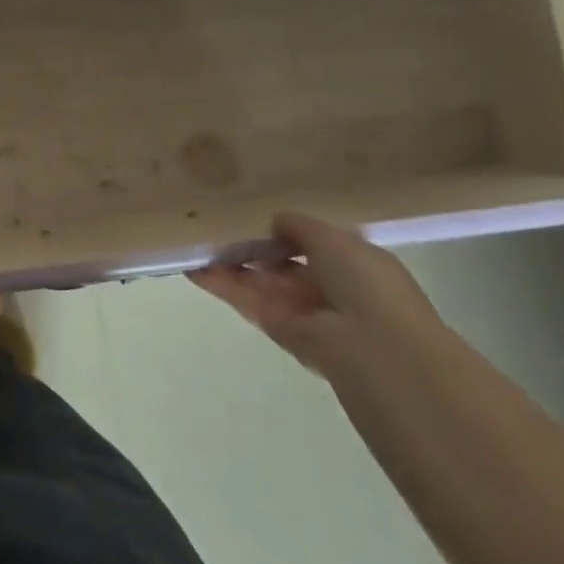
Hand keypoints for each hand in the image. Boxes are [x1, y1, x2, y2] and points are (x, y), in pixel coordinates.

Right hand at [188, 212, 446, 380]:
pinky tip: (192, 267)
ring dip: (230, 263)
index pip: (312, 244)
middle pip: (281, 263)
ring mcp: (300, 309)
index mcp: (353, 263)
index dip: (284, 231)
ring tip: (195, 241)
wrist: (372, 349)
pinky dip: (219, 284)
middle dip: (253, 246)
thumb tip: (275, 221)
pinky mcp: (275, 328)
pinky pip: (245, 299)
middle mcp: (327, 287)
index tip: (253, 214)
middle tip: (216, 225)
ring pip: (259, 281)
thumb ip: (300, 226)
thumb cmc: (364, 284)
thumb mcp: (335, 239)